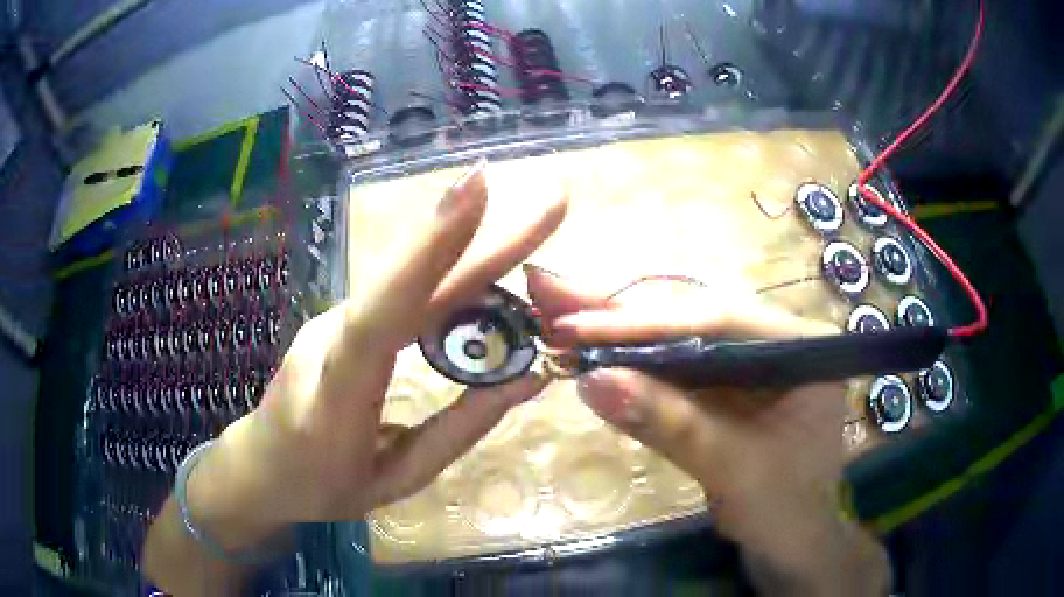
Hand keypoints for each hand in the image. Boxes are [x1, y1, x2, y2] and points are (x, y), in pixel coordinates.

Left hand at [165, 162, 567, 552]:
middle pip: (412, 283)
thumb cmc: (322, 487)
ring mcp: (333, 321)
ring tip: (539, 229)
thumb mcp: (396, 479)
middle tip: (551, 202)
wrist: (260, 466)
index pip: (383, 314)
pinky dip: (455, 282)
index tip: (477, 187)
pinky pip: (406, 297)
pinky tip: (494, 275)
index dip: (429, 249)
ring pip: (414, 284)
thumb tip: (528, 377)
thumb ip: (459, 430)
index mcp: (335, 395)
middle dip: (483, 238)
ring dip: (477, 259)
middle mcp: (331, 338)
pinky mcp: (343, 319)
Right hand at [526, 268, 890, 595]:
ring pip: (677, 339)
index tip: (576, 326)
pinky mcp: (725, 385)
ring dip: (616, 330)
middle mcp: (775, 340)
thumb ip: (669, 423)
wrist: (790, 542)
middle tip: (551, 292)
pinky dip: (630, 363)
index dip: (643, 323)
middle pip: (692, 320)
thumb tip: (590, 380)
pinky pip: (674, 369)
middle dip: (619, 313)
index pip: (718, 321)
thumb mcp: (731, 468)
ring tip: (555, 311)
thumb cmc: (782, 509)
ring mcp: (748, 361)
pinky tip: (588, 346)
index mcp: (801, 347)